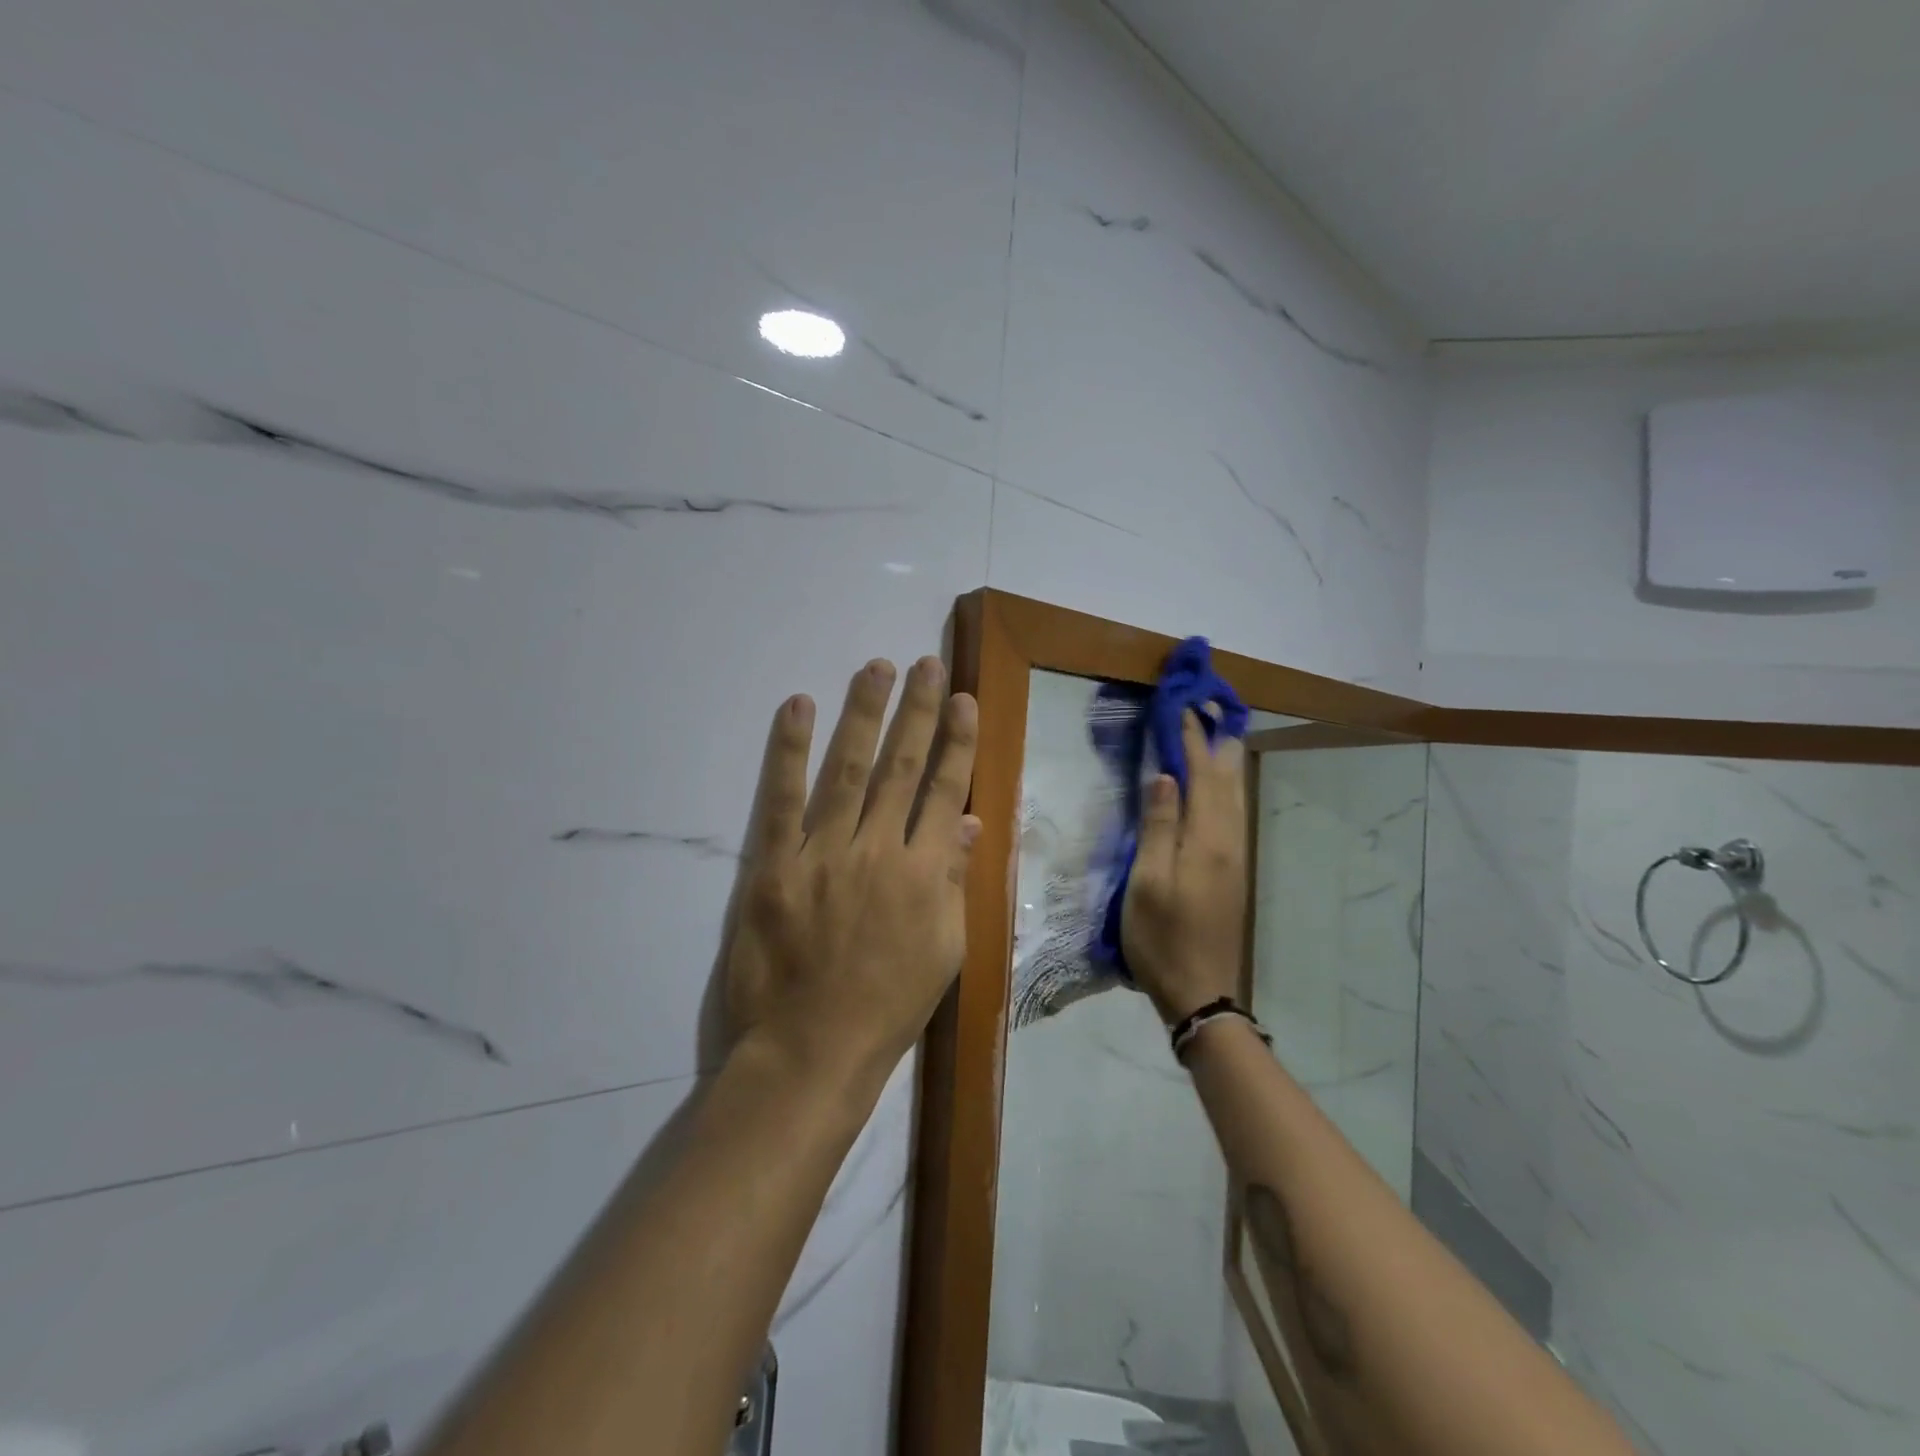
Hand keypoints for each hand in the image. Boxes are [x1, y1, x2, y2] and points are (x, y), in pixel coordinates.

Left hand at [724, 656, 980, 1085]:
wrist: (811, 1050)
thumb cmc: (887, 1006)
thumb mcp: (944, 950)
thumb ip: (954, 880)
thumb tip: (967, 820)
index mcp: (925, 873)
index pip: (944, 790)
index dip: (955, 742)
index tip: (962, 700)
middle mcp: (879, 850)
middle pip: (901, 767)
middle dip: (917, 712)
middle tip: (925, 664)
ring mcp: (824, 853)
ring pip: (849, 770)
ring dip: (865, 714)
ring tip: (876, 668)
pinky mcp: (774, 865)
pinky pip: (782, 799)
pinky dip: (789, 750)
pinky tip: (798, 706)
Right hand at [1121, 710, 1248, 1024]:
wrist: (1200, 991)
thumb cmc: (1161, 937)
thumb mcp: (1147, 882)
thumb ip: (1159, 826)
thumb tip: (1167, 776)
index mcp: (1208, 840)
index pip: (1202, 776)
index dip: (1192, 741)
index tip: (1183, 707)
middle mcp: (1230, 841)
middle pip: (1228, 780)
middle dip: (1216, 741)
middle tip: (1206, 709)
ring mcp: (1235, 857)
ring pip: (1235, 796)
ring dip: (1224, 761)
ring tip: (1215, 733)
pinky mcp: (1233, 871)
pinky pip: (1233, 813)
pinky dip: (1226, 787)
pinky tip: (1218, 785)